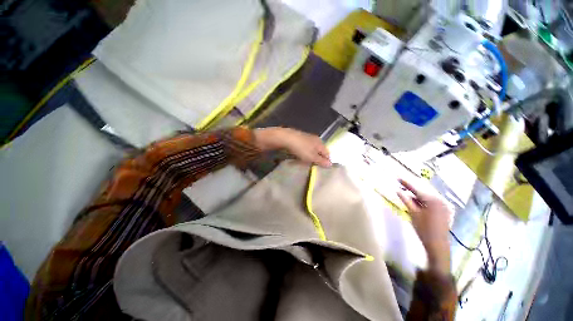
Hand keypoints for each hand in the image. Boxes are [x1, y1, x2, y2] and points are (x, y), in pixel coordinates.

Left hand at [254, 127, 331, 166]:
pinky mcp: (300, 138)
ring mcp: (308, 138)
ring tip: (307, 162)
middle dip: (318, 159)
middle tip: (314, 166)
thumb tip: (330, 164)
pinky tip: (300, 155)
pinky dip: (305, 152)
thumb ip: (321, 161)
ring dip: (311, 156)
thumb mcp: (312, 157)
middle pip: (320, 151)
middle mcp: (316, 139)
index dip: (326, 162)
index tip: (322, 169)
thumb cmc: (301, 148)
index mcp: (321, 143)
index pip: (327, 154)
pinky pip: (306, 147)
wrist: (286, 138)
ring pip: (313, 149)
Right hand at [397, 177, 451, 274]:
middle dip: (412, 186)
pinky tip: (416, 199)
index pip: (417, 188)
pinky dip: (423, 198)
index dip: (406, 182)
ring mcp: (444, 205)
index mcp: (433, 200)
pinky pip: (432, 200)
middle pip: (424, 190)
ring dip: (417, 192)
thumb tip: (398, 191)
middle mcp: (440, 200)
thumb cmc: (424, 229)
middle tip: (401, 182)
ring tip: (406, 190)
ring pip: (428, 194)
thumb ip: (406, 200)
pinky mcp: (445, 209)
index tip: (398, 177)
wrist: (437, 244)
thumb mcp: (413, 213)